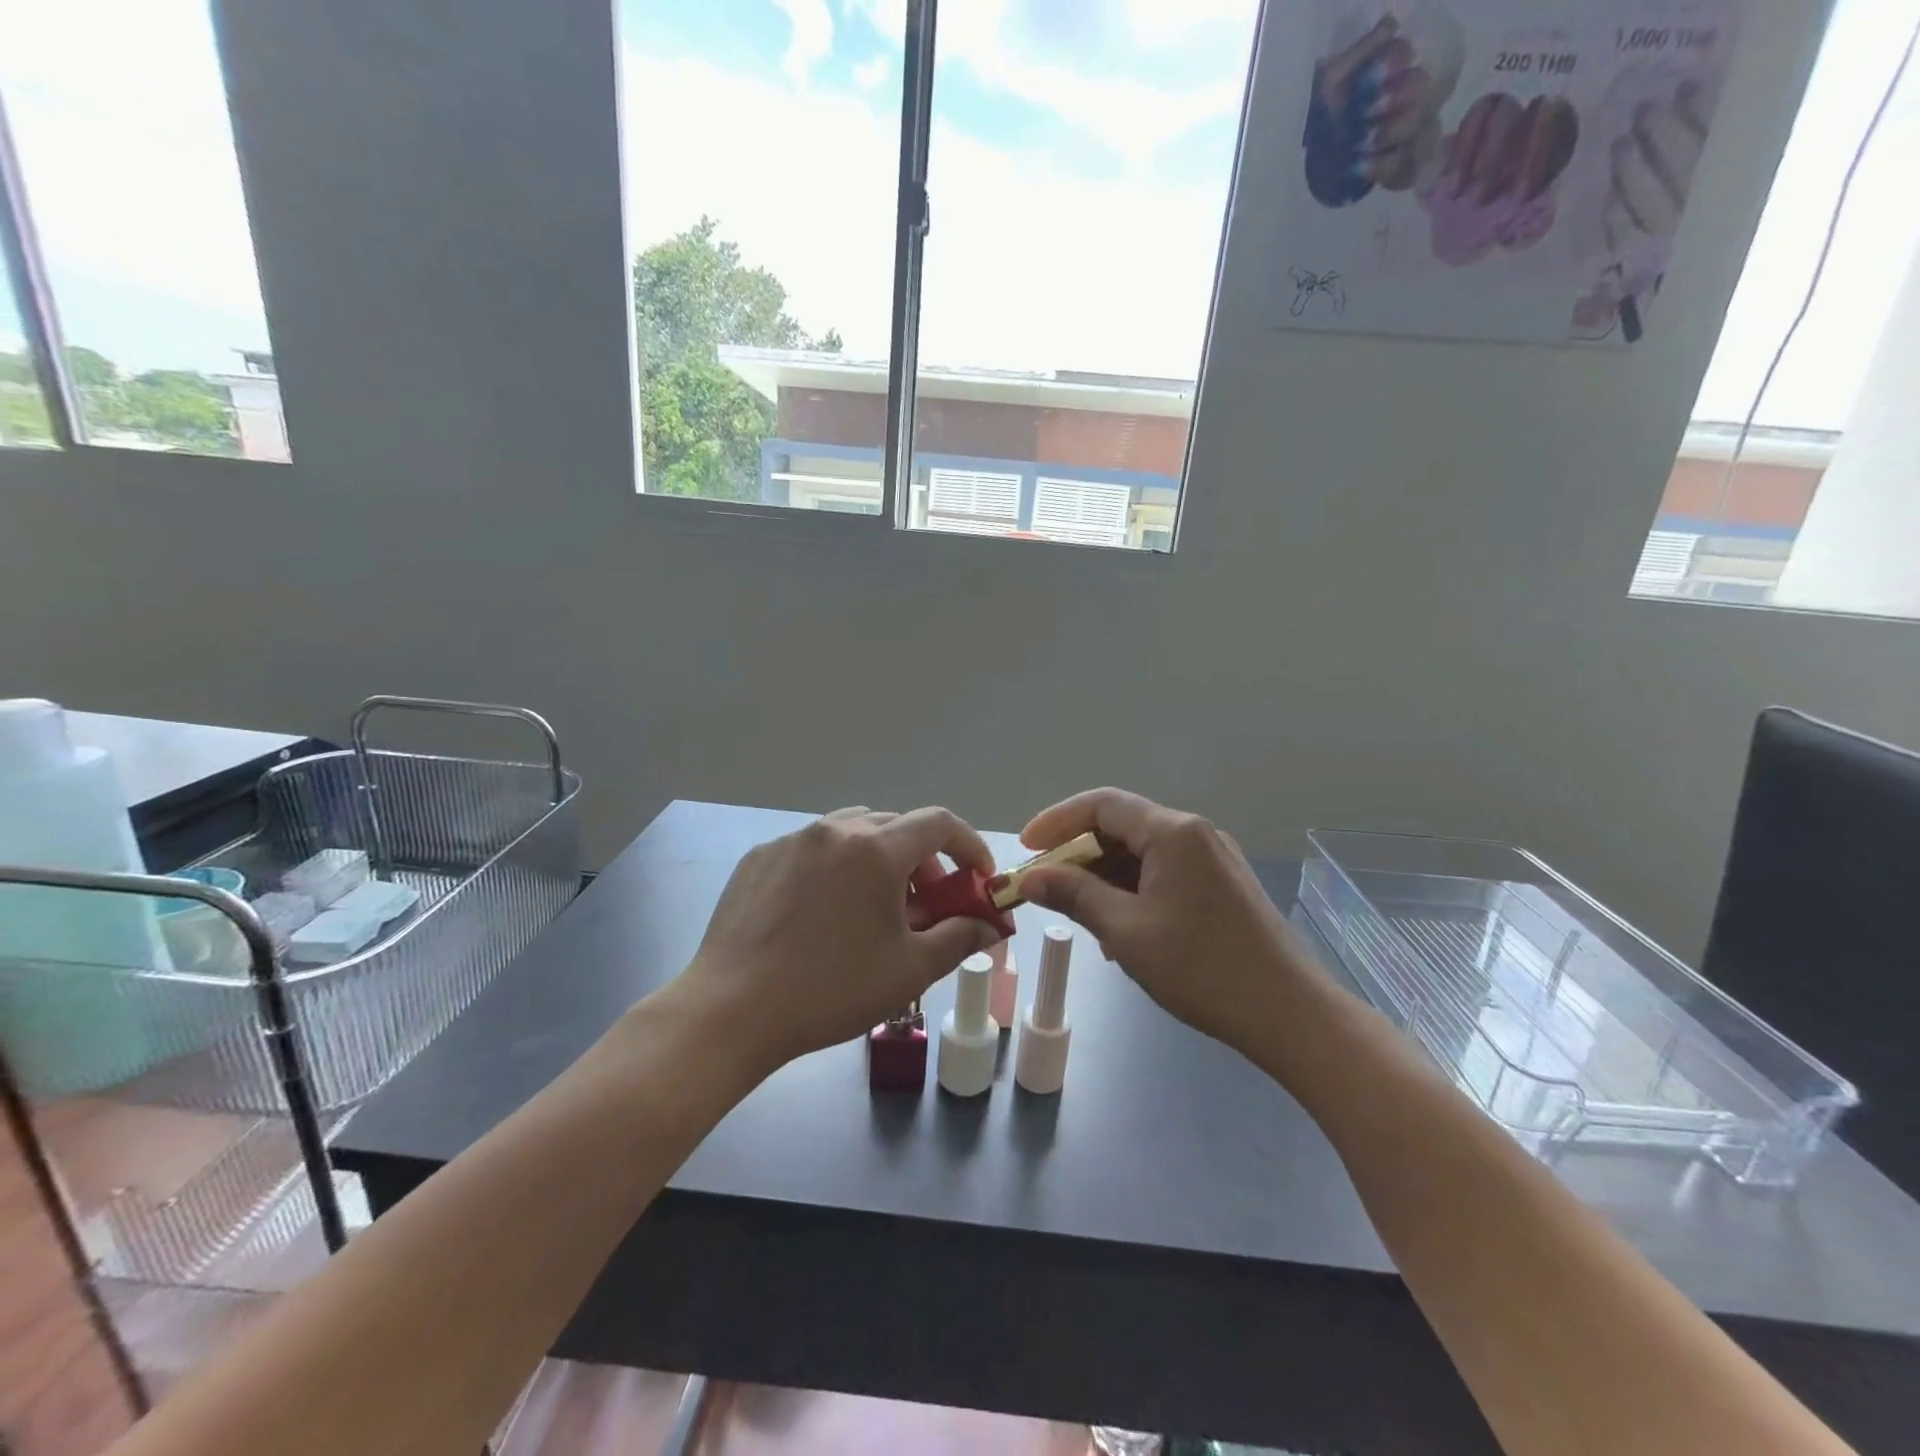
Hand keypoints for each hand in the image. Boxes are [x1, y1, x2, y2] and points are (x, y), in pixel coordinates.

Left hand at [681, 806, 1002, 1069]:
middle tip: (927, 905)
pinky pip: (812, 849)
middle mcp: (835, 829)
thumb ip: (960, 939)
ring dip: (878, 859)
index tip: (978, 877)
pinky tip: (823, 912)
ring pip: (852, 832)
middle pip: (896, 826)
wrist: (732, 1010)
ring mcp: (792, 840)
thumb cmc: (831, 990)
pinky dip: (835, 868)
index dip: (969, 845)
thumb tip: (991, 926)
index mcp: (876, 849)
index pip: (939, 823)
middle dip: (924, 860)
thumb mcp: (909, 969)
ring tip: (874, 906)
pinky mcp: (759, 857)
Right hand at [1017, 789, 1327, 1058]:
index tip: (1025, 849)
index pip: (1101, 805)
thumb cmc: (1202, 969)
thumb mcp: (1126, 931)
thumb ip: (1075, 895)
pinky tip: (1122, 929)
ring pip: (1143, 853)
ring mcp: (1214, 859)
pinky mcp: (1224, 886)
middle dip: (1078, 854)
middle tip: (1046, 887)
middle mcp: (1196, 833)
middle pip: (1122, 826)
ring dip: (1105, 876)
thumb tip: (1031, 877)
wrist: (1291, 1014)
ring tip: (1082, 916)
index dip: (1056, 822)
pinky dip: (1134, 890)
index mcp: (1173, 832)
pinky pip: (1165, 873)